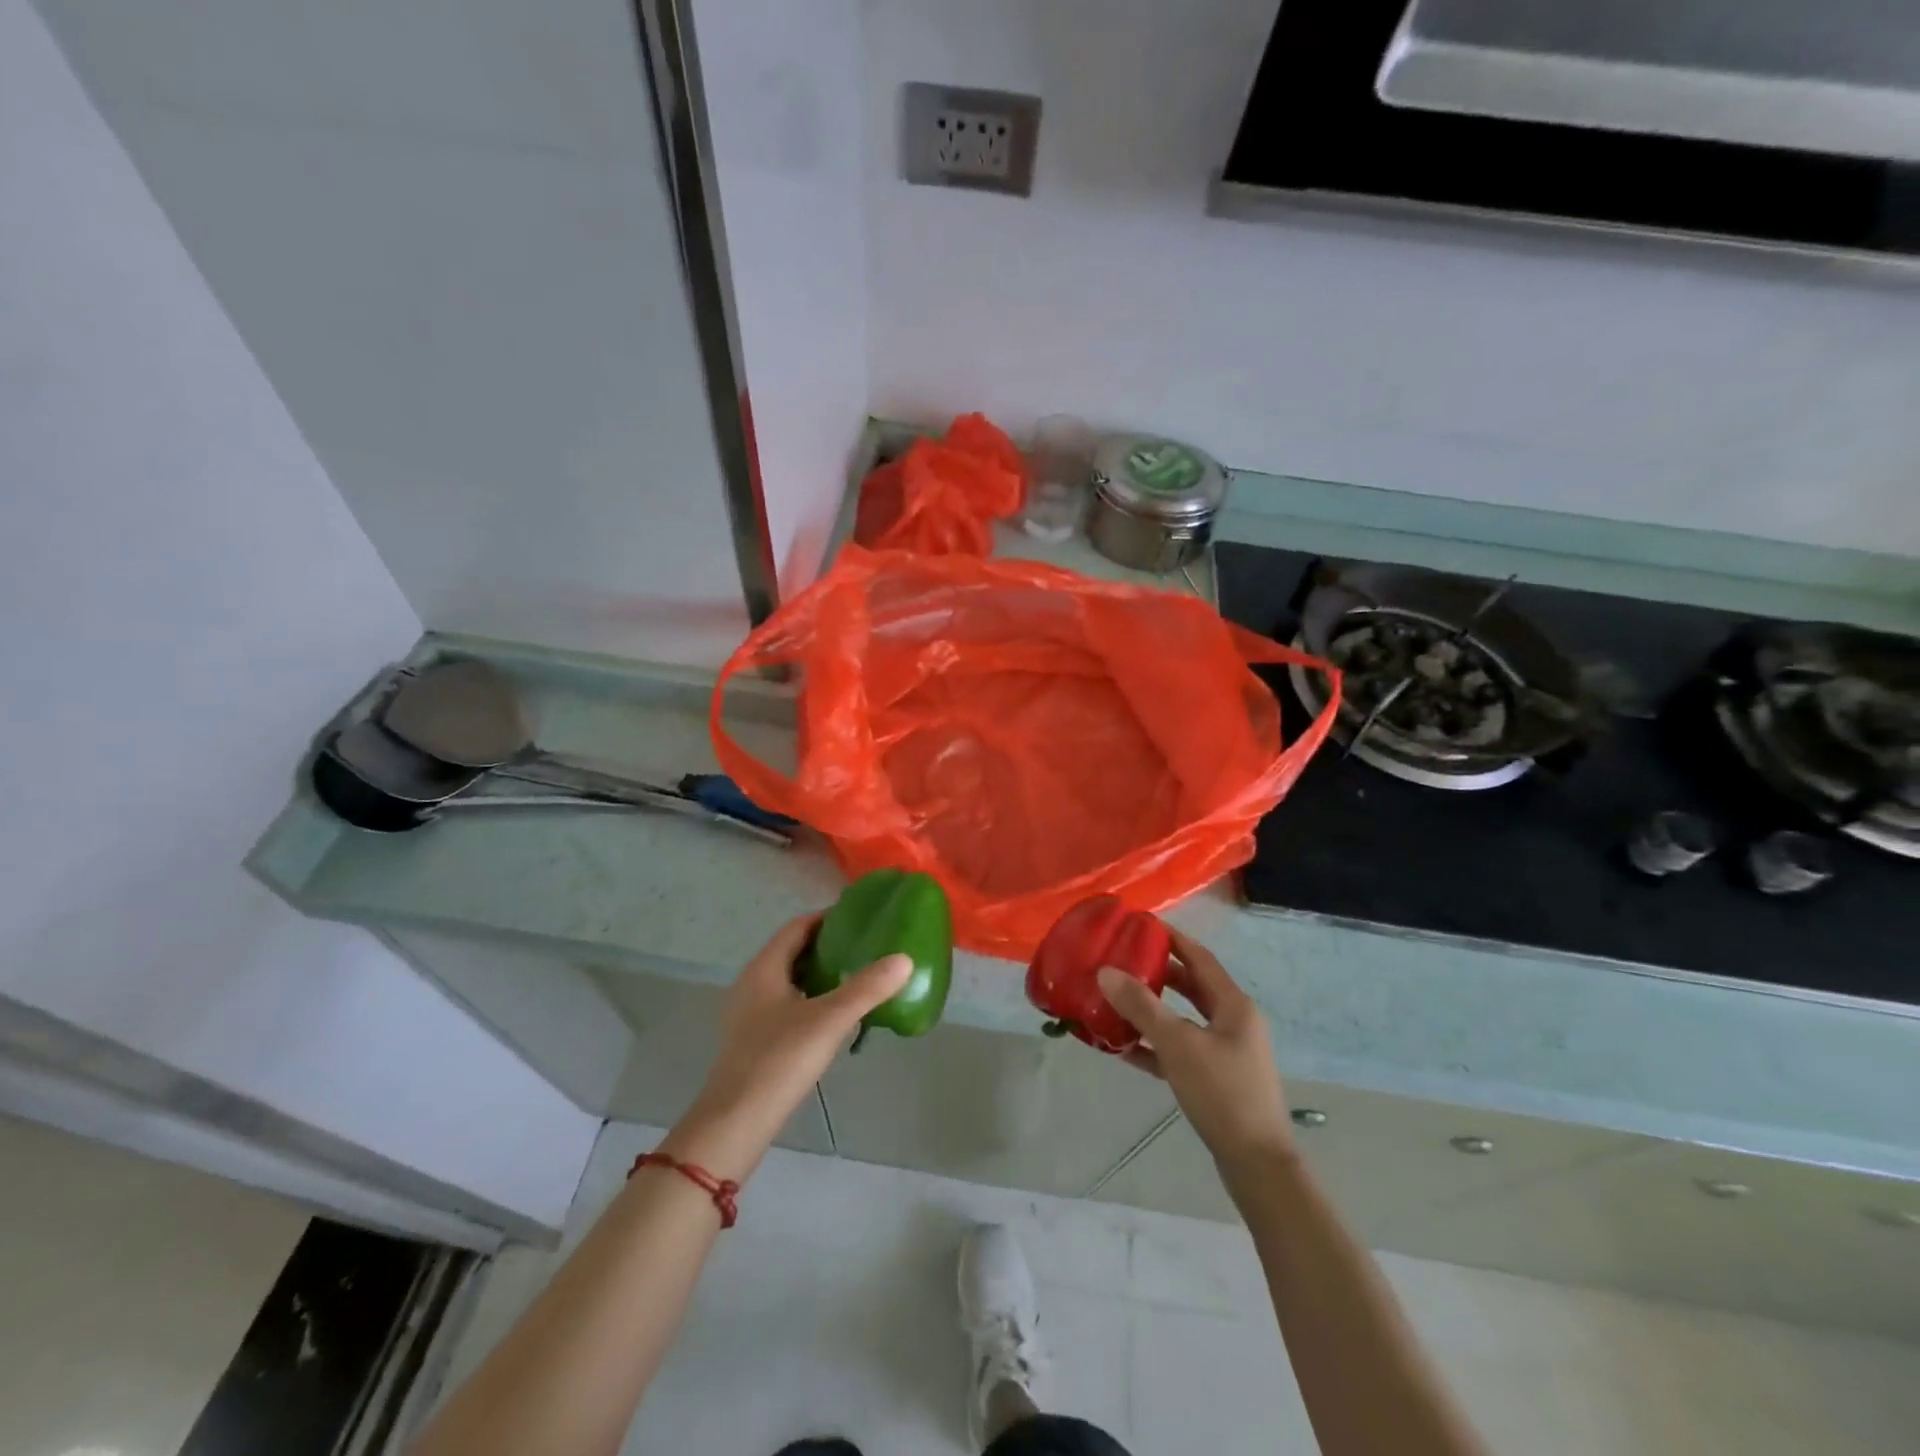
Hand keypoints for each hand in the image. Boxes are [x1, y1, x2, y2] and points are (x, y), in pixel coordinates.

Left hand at [662, 913, 911, 1180]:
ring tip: (857, 978)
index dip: (827, 919)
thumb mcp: (829, 1019)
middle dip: (828, 947)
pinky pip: (787, 1005)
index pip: (798, 927)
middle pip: (793, 952)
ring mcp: (749, 1014)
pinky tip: (835, 1017)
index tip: (861, 919)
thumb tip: (905, 959)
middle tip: (866, 947)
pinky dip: (812, 1000)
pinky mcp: (754, 1040)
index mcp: (764, 968)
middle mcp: (752, 983)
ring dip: (820, 975)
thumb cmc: (779, 1060)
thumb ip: (867, 988)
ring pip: (790, 980)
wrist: (736, 1123)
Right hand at [1098, 928, 1294, 1169]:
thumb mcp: (1178, 1045)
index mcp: (1233, 1005)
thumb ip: (1141, 1007)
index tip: (1140, 925)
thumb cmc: (1222, 1093)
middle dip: (1157, 973)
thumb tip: (1106, 972)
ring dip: (1152, 1010)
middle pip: (1191, 986)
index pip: (1199, 957)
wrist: (1257, 1164)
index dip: (1171, 938)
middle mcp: (1233, 1022)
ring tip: (1115, 999)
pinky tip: (1124, 1047)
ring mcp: (1226, 1052)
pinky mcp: (1215, 1079)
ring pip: (1183, 1019)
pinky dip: (1155, 1044)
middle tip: (1122, 960)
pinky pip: (1180, 1050)